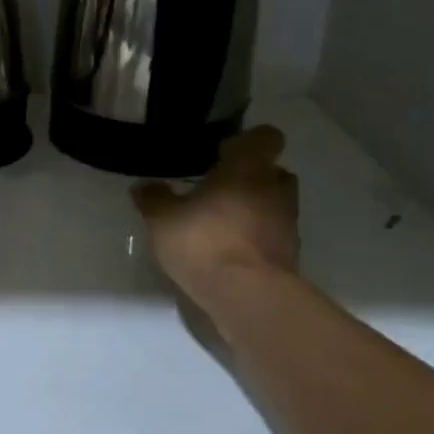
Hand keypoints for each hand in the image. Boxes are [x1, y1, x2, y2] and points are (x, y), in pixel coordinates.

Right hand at [132, 125, 299, 306]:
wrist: (248, 296)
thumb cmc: (205, 241)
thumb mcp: (163, 219)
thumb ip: (154, 198)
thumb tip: (144, 186)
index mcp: (248, 167)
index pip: (265, 137)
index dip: (247, 142)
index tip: (223, 153)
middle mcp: (275, 188)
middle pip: (272, 172)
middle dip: (250, 177)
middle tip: (218, 189)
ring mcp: (287, 223)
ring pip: (274, 204)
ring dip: (254, 208)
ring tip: (221, 222)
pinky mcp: (289, 254)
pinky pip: (272, 234)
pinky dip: (255, 237)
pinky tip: (228, 251)